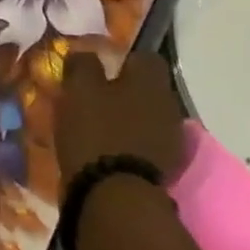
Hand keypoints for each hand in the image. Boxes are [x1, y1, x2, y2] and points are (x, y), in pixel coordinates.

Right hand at [56, 47, 186, 183]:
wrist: (116, 196)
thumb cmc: (96, 131)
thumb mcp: (78, 89)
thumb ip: (83, 64)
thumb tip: (86, 53)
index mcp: (151, 80)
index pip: (145, 57)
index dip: (123, 60)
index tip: (101, 69)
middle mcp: (169, 104)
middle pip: (148, 88)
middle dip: (126, 91)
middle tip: (96, 98)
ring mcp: (171, 138)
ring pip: (148, 116)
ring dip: (129, 118)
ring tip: (100, 126)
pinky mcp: (166, 167)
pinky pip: (147, 143)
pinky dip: (132, 143)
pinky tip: (110, 149)